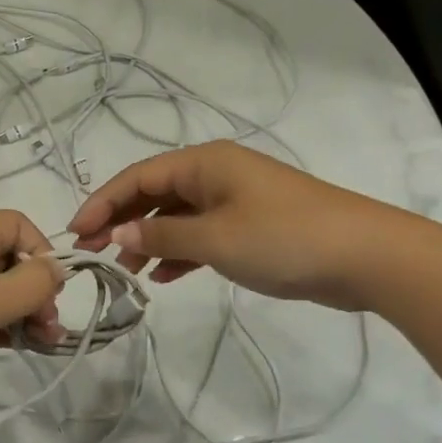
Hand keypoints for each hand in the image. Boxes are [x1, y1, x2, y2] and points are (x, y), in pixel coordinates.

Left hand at [0, 211, 65, 416]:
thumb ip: (28, 285)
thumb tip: (57, 268)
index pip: (17, 225)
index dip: (42, 253)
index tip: (51, 294)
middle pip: (7, 259)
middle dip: (35, 290)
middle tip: (48, 330)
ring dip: (19, 313)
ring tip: (41, 346)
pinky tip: (13, 348)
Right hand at [68, 141, 426, 308]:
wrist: (366, 256)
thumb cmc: (283, 237)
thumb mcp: (214, 238)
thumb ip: (161, 236)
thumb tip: (118, 234)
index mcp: (204, 164)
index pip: (137, 177)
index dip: (102, 202)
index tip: (75, 232)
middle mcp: (215, 174)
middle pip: (153, 194)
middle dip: (121, 221)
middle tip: (94, 254)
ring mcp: (234, 200)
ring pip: (176, 216)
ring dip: (148, 240)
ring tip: (126, 273)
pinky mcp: (250, 226)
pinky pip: (201, 234)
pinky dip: (180, 252)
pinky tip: (165, 277)